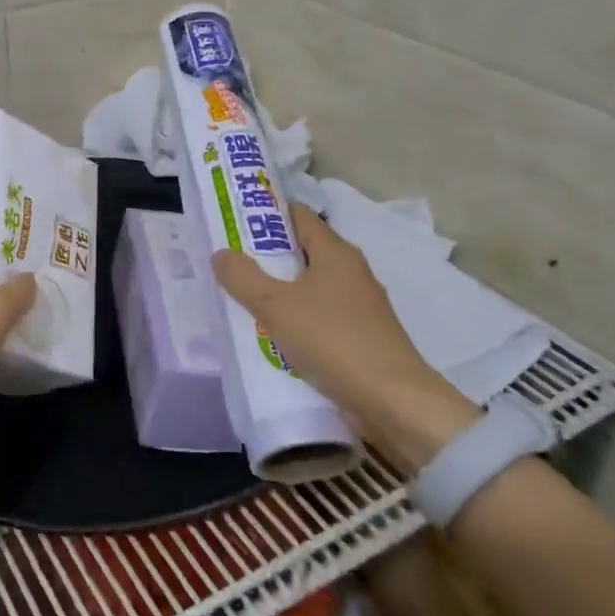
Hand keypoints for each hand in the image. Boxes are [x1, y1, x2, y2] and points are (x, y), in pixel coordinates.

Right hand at [212, 202, 477, 475]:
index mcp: (335, 252)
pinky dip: (296, 319)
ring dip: (280, 292)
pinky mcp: (361, 335)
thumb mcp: (276, 306)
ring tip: (243, 301)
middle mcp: (351, 271)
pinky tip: (274, 335)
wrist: (393, 401)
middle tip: (230, 265)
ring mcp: (359, 305)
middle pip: (302, 252)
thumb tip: (222, 253)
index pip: (297, 216)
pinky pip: (319, 316)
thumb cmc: (332, 340)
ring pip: (309, 287)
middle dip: (267, 257)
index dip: (265, 215)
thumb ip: (243, 278)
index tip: (233, 223)